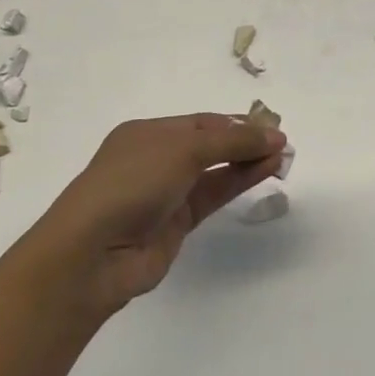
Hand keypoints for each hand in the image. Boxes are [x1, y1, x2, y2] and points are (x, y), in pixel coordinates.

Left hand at [26, 113, 287, 316]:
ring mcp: (166, 193)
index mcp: (147, 133)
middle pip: (209, 145)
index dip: (235, 122)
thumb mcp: (182, 150)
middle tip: (281, 141)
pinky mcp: (177, 224)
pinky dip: (239, 182)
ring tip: (281, 155)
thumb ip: (231, 142)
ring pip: (214, 171)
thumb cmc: (132, 182)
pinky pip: (214, 195)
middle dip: (244, 141)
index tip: (270, 125)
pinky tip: (265, 171)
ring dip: (247, 161)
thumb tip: (274, 135)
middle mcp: (156, 159)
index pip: (199, 122)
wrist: (93, 253)